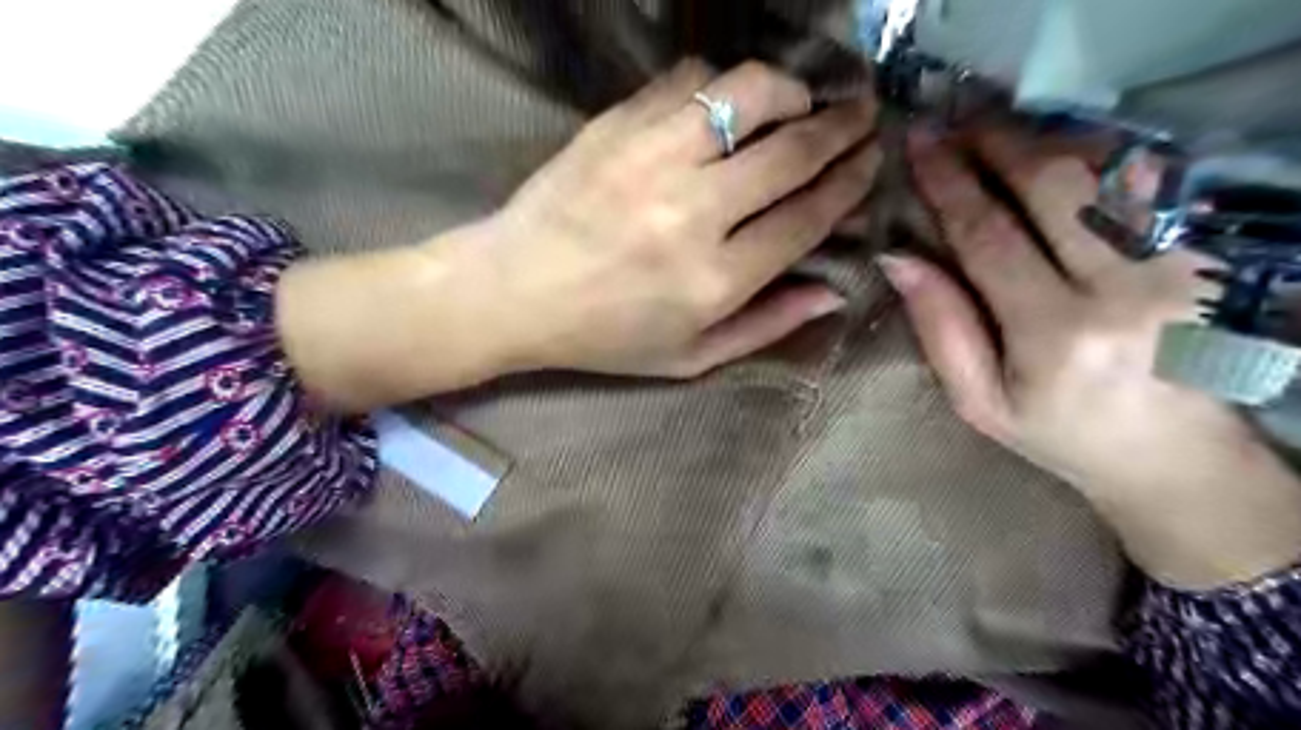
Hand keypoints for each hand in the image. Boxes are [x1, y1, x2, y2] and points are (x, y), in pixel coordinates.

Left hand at [455, 60, 877, 378]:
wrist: (515, 290)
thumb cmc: (605, 336)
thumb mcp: (691, 356)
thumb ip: (767, 326)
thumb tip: (834, 292)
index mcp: (715, 280)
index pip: (806, 217)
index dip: (849, 185)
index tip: (871, 162)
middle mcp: (693, 213)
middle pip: (792, 152)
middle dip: (842, 128)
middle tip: (862, 116)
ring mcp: (653, 159)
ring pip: (748, 94)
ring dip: (791, 91)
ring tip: (801, 102)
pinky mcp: (618, 124)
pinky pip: (690, 80)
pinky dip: (723, 84)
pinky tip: (728, 103)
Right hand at [891, 128, 1299, 591]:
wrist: (1178, 457)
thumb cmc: (1061, 433)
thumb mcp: (980, 401)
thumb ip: (941, 328)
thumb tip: (898, 258)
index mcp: (1055, 335)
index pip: (989, 236)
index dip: (949, 184)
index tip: (919, 146)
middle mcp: (1126, 290)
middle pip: (1052, 186)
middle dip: (997, 143)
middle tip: (957, 123)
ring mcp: (1183, 265)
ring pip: (1106, 171)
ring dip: (1044, 142)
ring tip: (997, 135)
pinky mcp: (1214, 255)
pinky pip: (1149, 183)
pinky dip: (1097, 159)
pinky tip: (1058, 159)